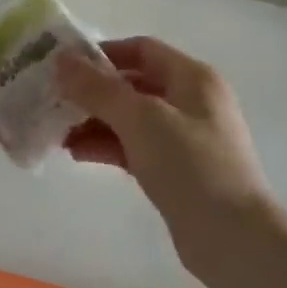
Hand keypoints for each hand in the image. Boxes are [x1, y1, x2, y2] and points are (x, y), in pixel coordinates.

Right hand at [58, 37, 278, 280]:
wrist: (233, 238)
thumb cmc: (190, 166)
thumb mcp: (140, 119)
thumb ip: (98, 88)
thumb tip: (61, 59)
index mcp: (192, 78)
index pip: (141, 49)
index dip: (102, 54)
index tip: (64, 67)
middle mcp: (191, 102)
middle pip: (133, 84)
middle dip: (92, 92)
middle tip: (53, 102)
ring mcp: (185, 138)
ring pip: (131, 119)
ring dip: (95, 121)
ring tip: (58, 133)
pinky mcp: (177, 170)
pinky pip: (135, 147)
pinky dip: (107, 146)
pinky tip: (78, 153)